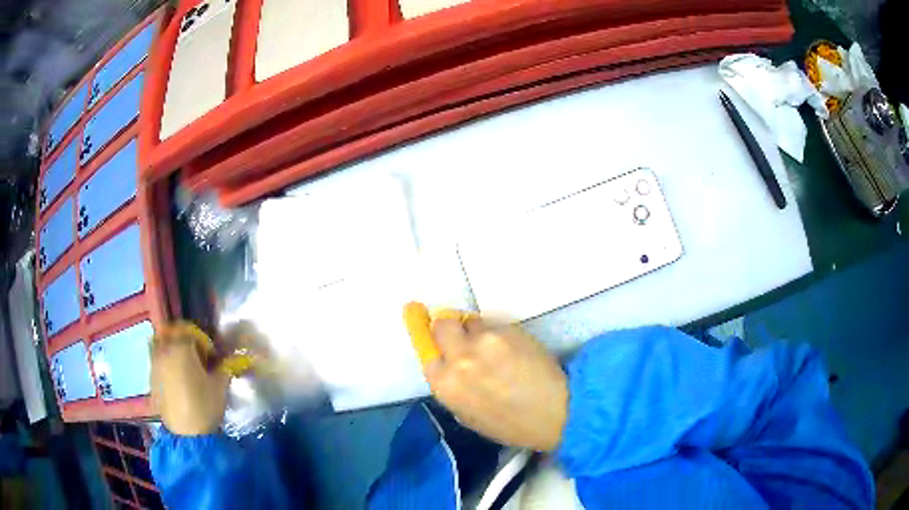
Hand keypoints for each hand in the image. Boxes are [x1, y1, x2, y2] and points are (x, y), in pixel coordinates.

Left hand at [150, 322, 229, 435]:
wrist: (186, 433)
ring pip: (160, 344)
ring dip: (171, 348)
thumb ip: (223, 367)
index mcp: (181, 346)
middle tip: (195, 354)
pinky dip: (165, 362)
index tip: (213, 357)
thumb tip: (225, 360)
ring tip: (183, 365)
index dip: (205, 343)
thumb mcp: (220, 385)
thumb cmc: (204, 405)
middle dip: (183, 339)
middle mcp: (164, 349)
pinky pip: (157, 361)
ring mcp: (155, 363)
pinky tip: (176, 379)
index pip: (192, 333)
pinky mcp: (151, 378)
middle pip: (171, 333)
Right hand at [425, 315, 567, 451]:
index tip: (445, 344)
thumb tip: (449, 362)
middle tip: (467, 338)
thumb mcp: (468, 415)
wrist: (555, 411)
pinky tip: (517, 350)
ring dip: (480, 331)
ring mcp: (483, 341)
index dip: (438, 346)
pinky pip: (496, 324)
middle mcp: (458, 358)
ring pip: (473, 321)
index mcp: (445, 385)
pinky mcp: (508, 329)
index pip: (427, 350)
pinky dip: (502, 333)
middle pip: (443, 324)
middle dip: (452, 328)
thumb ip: (453, 386)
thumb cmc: (511, 424)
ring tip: (499, 349)